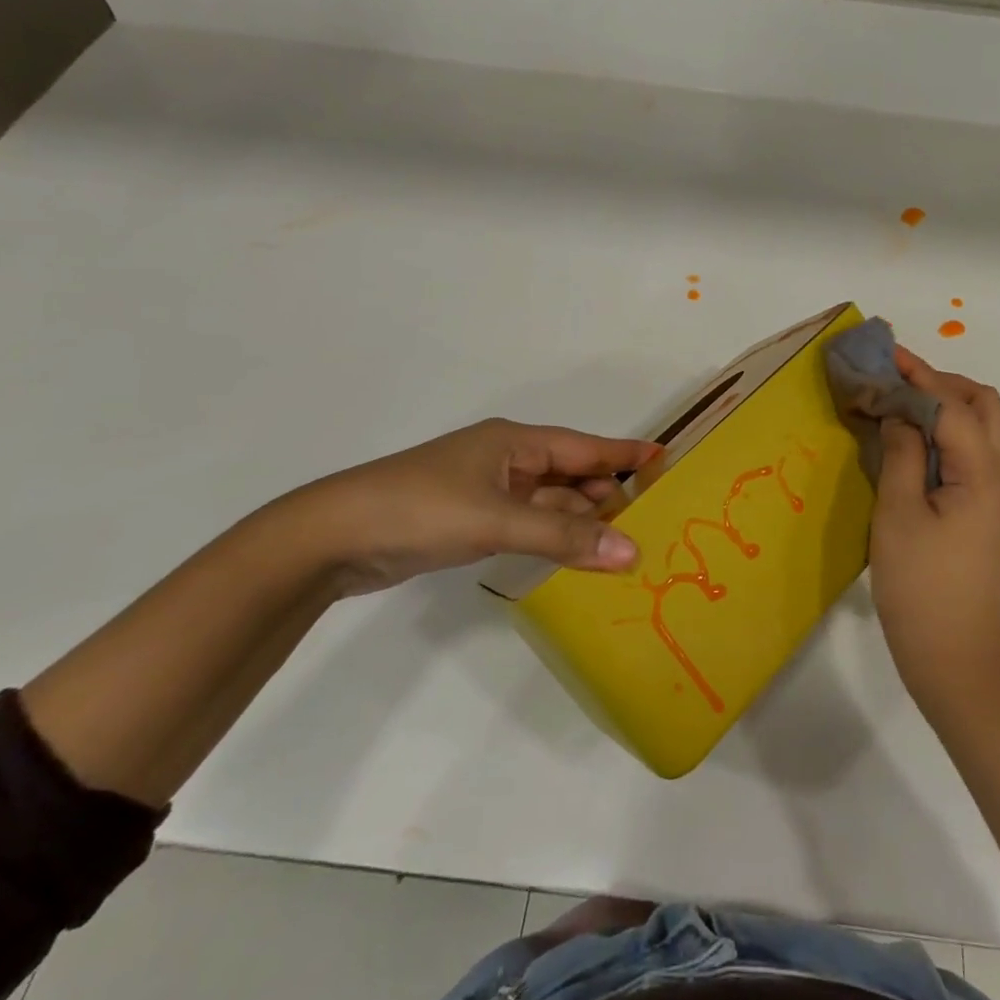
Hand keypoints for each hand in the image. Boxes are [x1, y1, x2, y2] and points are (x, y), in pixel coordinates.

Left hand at [279, 418, 658, 594]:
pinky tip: (575, 557)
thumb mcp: (498, 521)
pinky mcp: (471, 521)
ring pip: (550, 503)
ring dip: (581, 522)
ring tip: (624, 546)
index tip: (667, 460)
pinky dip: (553, 537)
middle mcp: (507, 461)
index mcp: (515, 443)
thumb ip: (564, 539)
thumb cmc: (422, 510)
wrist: (333, 537)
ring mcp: (488, 492)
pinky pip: (529, 524)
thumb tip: (631, 553)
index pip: (585, 446)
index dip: (625, 455)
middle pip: (571, 475)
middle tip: (653, 522)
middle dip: (608, 496)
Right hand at [869, 350, 999, 704]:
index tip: (884, 356)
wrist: (952, 653)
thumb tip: (900, 413)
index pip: (952, 403)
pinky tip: (910, 440)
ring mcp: (994, 494)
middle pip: (982, 405)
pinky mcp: (981, 511)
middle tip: (895, 379)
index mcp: (982, 472)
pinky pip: (969, 451)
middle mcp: (998, 475)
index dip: (918, 375)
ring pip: (980, 427)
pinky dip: (943, 431)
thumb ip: (901, 453)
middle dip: (941, 381)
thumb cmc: (920, 584)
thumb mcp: (898, 513)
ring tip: (899, 403)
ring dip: (944, 404)